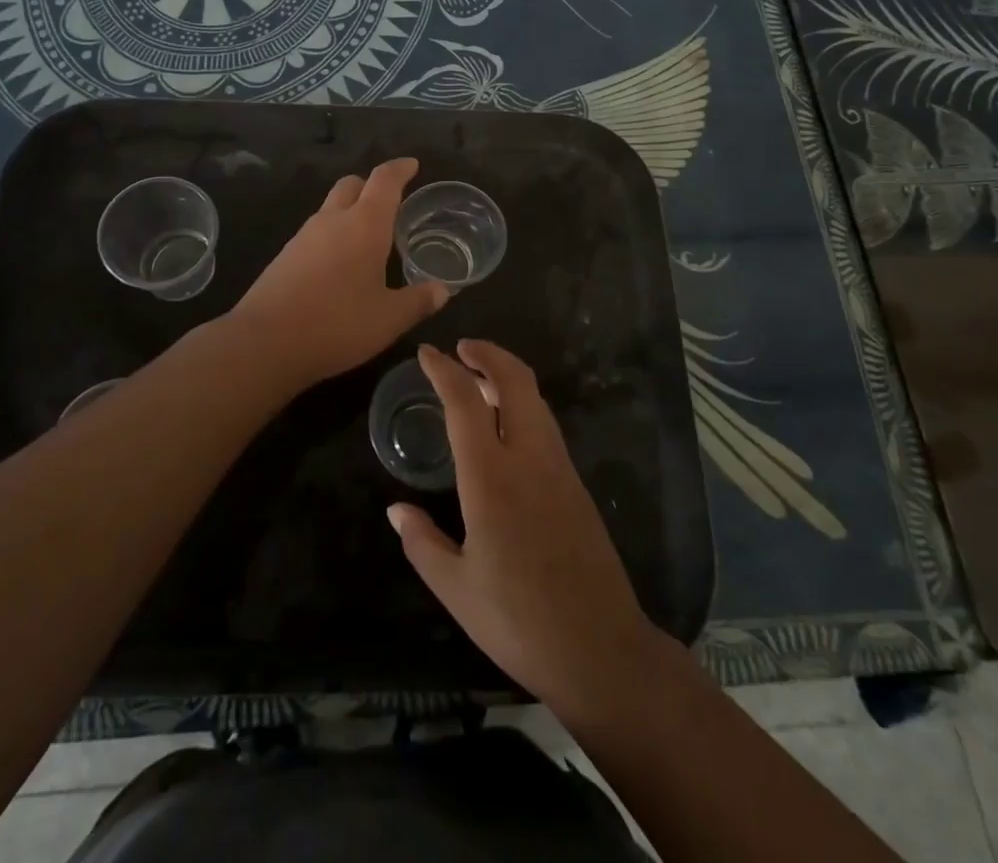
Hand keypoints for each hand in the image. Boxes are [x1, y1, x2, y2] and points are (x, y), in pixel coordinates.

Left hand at [229, 157, 448, 388]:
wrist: (265, 342)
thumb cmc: (337, 324)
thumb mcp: (389, 319)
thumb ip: (418, 301)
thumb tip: (443, 290)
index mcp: (364, 225)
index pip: (384, 180)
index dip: (400, 169)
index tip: (412, 165)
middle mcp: (332, 220)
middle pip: (352, 184)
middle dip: (371, 186)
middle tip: (389, 203)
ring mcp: (303, 236)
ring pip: (330, 207)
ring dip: (349, 211)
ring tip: (368, 238)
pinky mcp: (285, 256)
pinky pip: (315, 232)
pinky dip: (332, 235)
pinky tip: (339, 265)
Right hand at [388, 340, 663, 722]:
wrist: (601, 650)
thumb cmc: (518, 622)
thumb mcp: (455, 589)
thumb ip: (422, 543)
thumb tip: (396, 510)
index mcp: (492, 479)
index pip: (465, 401)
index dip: (444, 370)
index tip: (426, 353)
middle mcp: (530, 459)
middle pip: (515, 381)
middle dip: (488, 353)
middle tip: (461, 348)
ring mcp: (560, 469)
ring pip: (536, 399)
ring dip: (507, 377)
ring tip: (479, 381)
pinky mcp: (576, 485)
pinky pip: (547, 425)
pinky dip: (523, 405)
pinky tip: (507, 426)